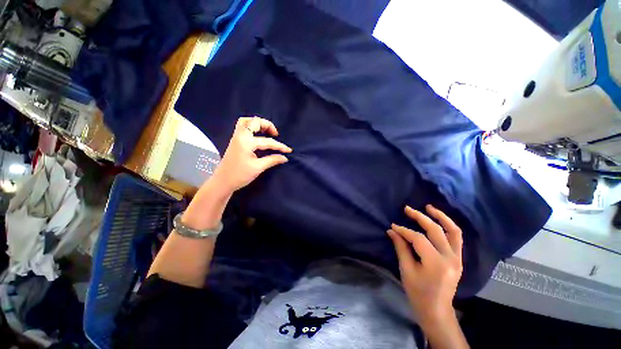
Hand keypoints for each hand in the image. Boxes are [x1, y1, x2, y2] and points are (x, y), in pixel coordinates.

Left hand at [212, 116, 291, 192]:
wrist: (222, 182)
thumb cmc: (240, 175)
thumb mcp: (258, 168)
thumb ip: (272, 160)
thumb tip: (284, 157)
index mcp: (246, 142)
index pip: (267, 141)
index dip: (280, 146)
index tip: (289, 150)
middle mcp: (240, 136)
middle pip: (254, 122)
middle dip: (267, 125)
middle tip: (275, 134)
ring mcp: (236, 137)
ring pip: (246, 122)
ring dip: (258, 124)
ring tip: (267, 132)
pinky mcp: (235, 141)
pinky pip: (243, 127)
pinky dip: (252, 127)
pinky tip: (258, 136)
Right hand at [387, 205, 462, 327]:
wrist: (437, 310)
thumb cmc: (418, 293)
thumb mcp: (406, 270)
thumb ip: (400, 247)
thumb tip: (392, 230)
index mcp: (436, 263)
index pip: (418, 238)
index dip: (404, 230)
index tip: (393, 226)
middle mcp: (450, 258)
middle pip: (435, 230)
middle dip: (420, 217)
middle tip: (407, 209)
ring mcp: (458, 258)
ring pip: (453, 231)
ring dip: (441, 217)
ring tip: (429, 207)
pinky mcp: (459, 259)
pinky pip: (456, 238)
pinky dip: (448, 226)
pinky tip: (438, 220)